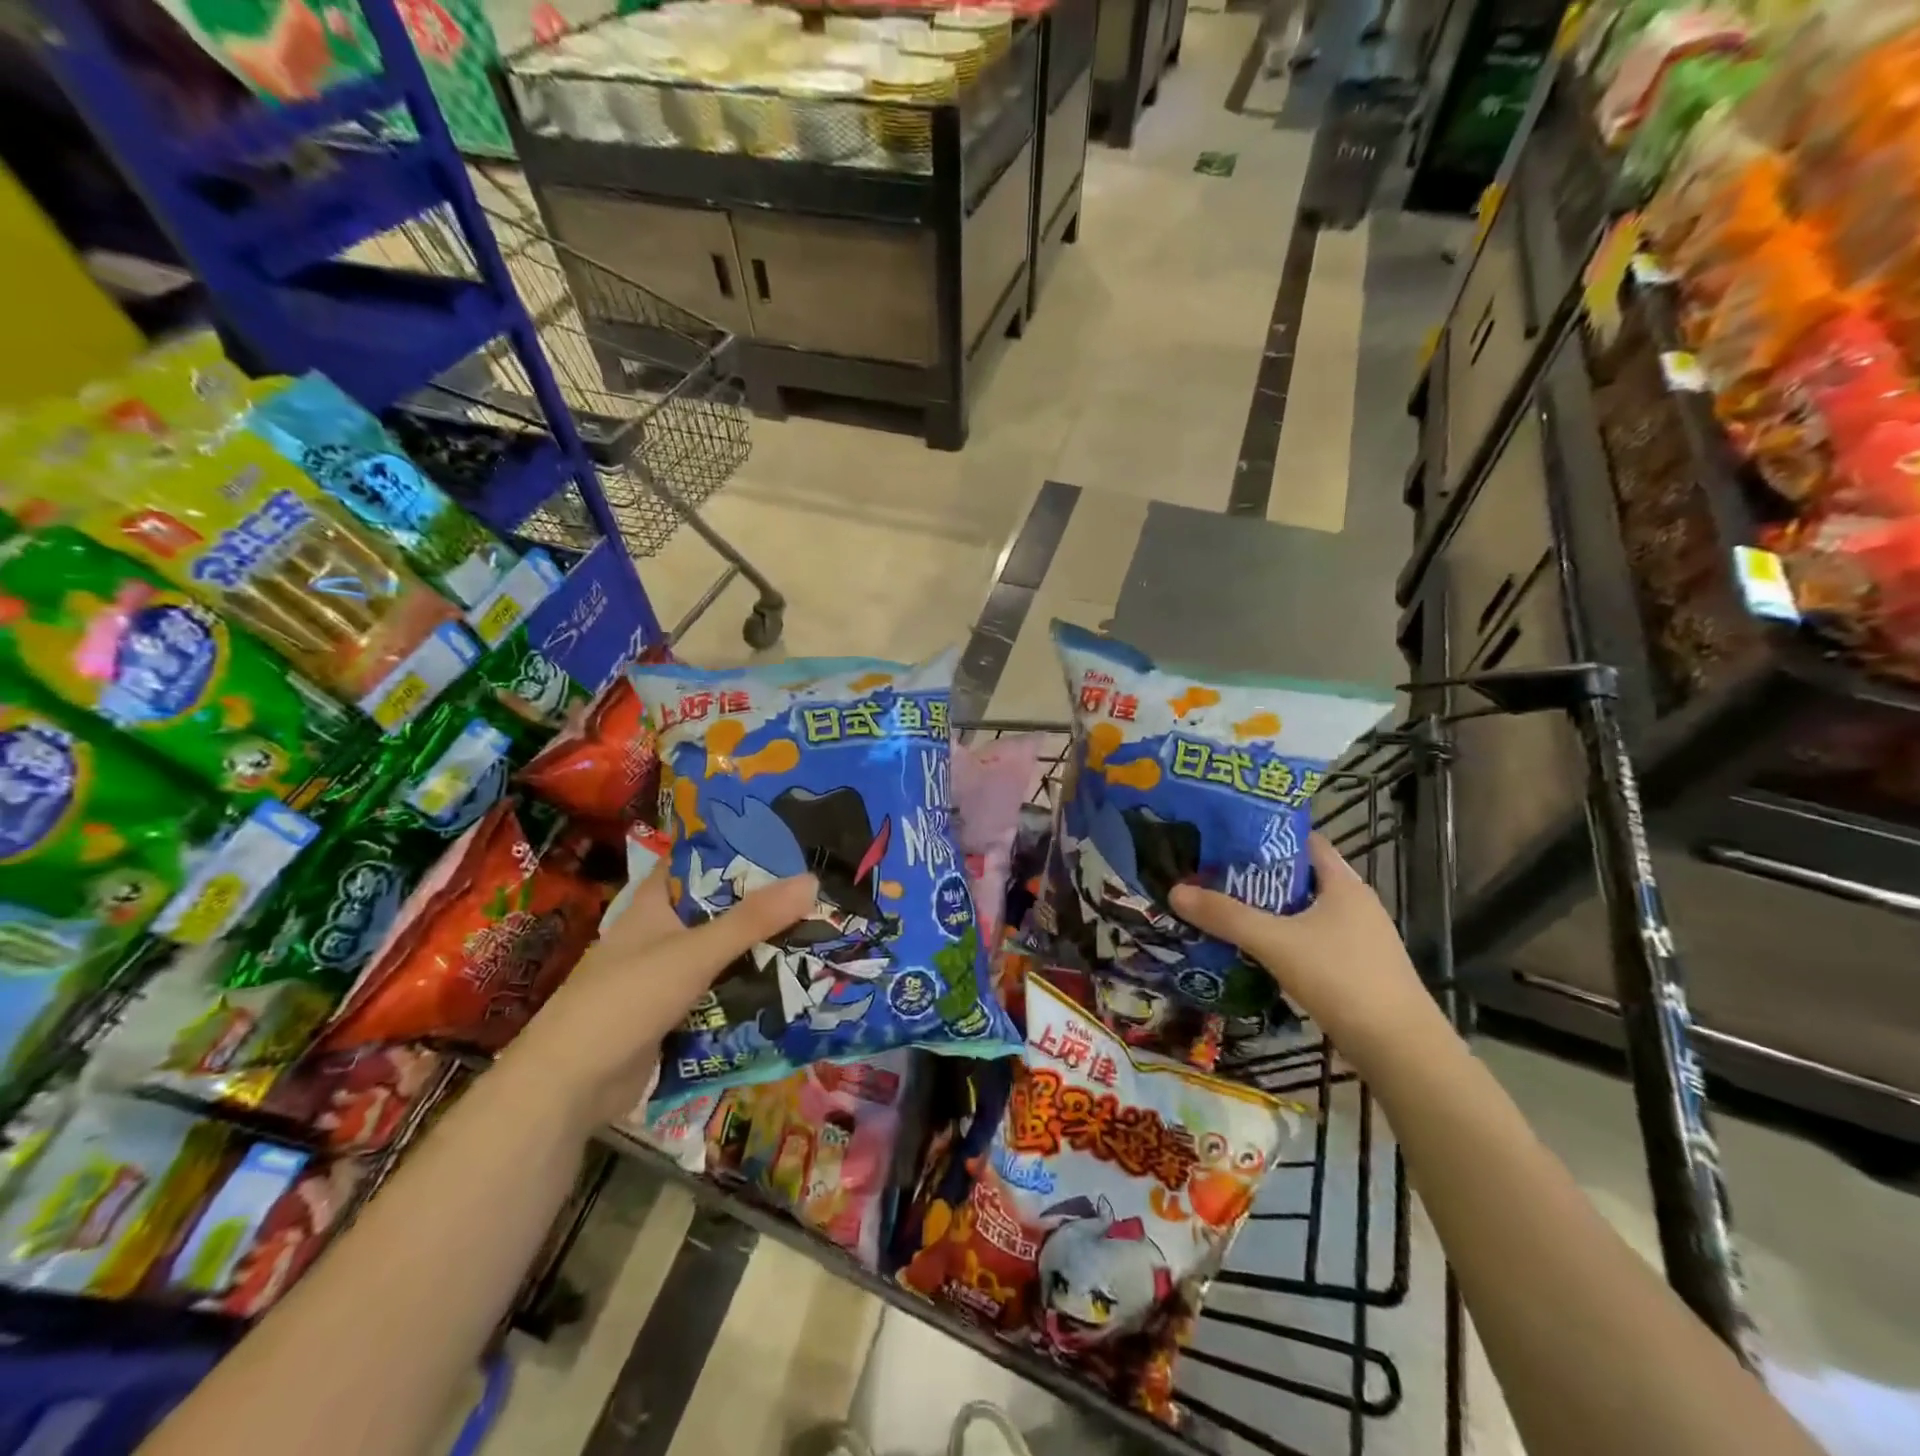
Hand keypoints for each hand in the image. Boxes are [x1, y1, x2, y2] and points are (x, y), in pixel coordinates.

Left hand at [504, 862, 816, 1127]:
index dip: (737, 846)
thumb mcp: (694, 953)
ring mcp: (667, 973)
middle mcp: (662, 932)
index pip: (698, 860)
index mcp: (655, 903)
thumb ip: (752, 920)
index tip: (787, 838)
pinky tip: (792, 980)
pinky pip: (721, 988)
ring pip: (723, 949)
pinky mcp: (676, 1011)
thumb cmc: (626, 1000)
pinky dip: (749, 983)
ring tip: (820, 929)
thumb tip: (812, 879)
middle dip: (763, 900)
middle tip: (820, 887)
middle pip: (720, 906)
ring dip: (761, 945)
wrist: (569, 1087)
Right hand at [1169, 834, 1440, 1070]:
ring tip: (1225, 909)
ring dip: (1269, 910)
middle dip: (1258, 875)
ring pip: (1304, 911)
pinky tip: (1255, 950)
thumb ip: (1225, 916)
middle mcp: (1355, 903)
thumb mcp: (1274, 942)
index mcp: (1343, 883)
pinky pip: (1311, 940)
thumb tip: (1175, 890)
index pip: (1304, 840)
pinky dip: (1283, 938)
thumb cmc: (1341, 978)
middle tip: (1213, 874)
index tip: (1227, 836)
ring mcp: (1359, 938)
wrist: (1400, 1050)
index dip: (1267, 834)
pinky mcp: (1357, 968)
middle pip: (1300, 876)